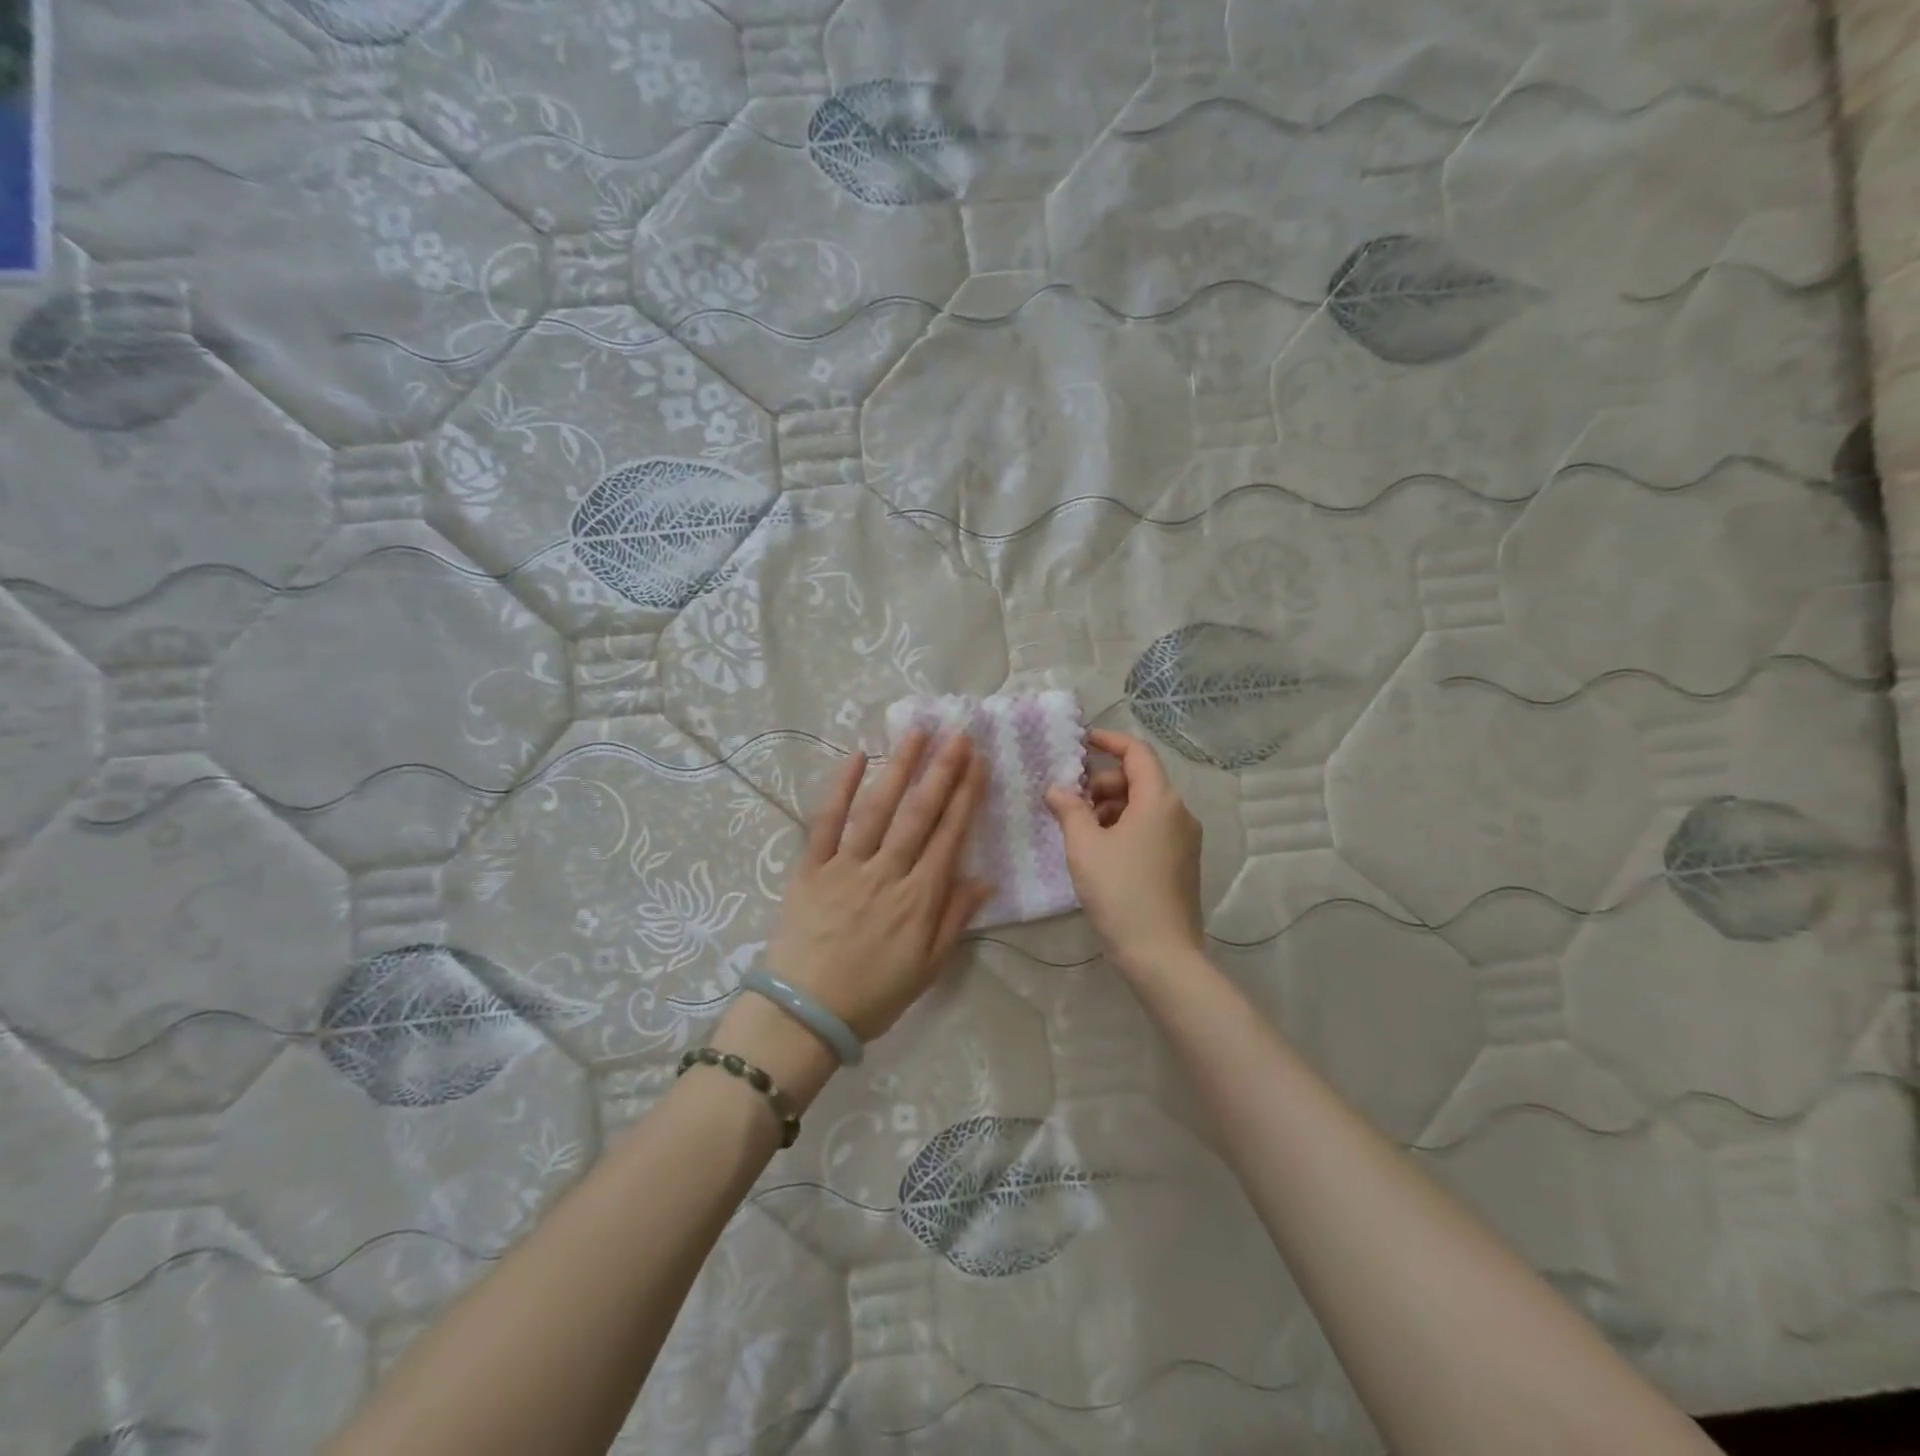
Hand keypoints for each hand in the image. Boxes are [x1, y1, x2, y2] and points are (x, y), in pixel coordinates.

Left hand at [761, 731, 991, 1043]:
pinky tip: (855, 757)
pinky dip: (841, 788)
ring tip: (917, 733)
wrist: (804, 1014)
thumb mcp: (928, 968)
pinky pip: (827, 822)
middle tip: (957, 734)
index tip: (977, 761)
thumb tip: (985, 879)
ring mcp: (847, 866)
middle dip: (941, 771)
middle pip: (919, 813)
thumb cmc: (872, 996)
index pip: (949, 835)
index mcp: (920, 897)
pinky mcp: (811, 868)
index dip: (966, 795)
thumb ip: (955, 919)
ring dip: (899, 768)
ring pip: (878, 809)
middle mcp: (888, 872)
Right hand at [1046, 728, 1203, 976]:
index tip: (1082, 741)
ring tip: (1080, 831)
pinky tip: (1100, 851)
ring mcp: (1185, 840)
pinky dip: (1125, 828)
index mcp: (1160, 800)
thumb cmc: (1120, 892)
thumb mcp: (1085, 846)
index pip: (1137, 753)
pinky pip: (1151, 829)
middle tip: (1070, 801)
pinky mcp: (1182, 863)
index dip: (1109, 741)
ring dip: (1111, 808)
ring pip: (1144, 807)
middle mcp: (1180, 813)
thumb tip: (1058, 789)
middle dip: (1102, 784)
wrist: (1161, 954)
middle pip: (1139, 780)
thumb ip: (1070, 809)